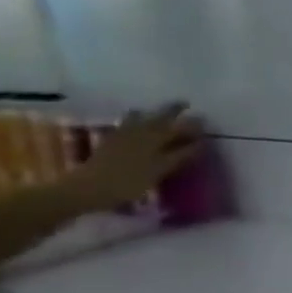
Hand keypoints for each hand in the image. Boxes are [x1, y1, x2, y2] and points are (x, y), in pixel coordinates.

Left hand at [67, 103, 202, 211]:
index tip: (205, 122)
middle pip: (159, 119)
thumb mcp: (160, 170)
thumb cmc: (129, 182)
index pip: (179, 129)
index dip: (193, 126)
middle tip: (184, 103)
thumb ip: (180, 155)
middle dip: (172, 111)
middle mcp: (139, 133)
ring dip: (149, 114)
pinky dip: (132, 121)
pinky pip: (125, 125)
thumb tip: (199, 142)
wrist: (86, 188)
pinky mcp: (109, 143)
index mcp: (155, 139)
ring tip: (156, 110)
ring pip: (138, 119)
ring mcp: (122, 137)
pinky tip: (134, 122)